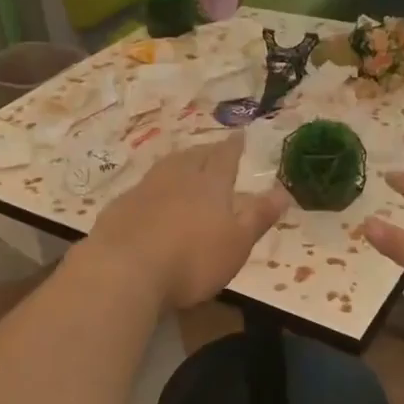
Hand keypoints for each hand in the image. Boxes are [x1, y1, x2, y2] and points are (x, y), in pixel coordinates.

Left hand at [79, 133, 289, 311]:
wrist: (125, 269)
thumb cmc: (191, 259)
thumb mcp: (236, 243)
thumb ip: (258, 216)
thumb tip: (283, 190)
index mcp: (210, 185)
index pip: (226, 157)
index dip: (234, 146)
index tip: (240, 134)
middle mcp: (178, 177)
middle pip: (195, 156)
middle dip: (207, 151)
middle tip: (214, 148)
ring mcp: (145, 188)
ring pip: (167, 166)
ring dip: (180, 162)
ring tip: (186, 163)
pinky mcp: (120, 206)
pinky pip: (143, 186)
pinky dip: (154, 186)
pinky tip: (151, 196)